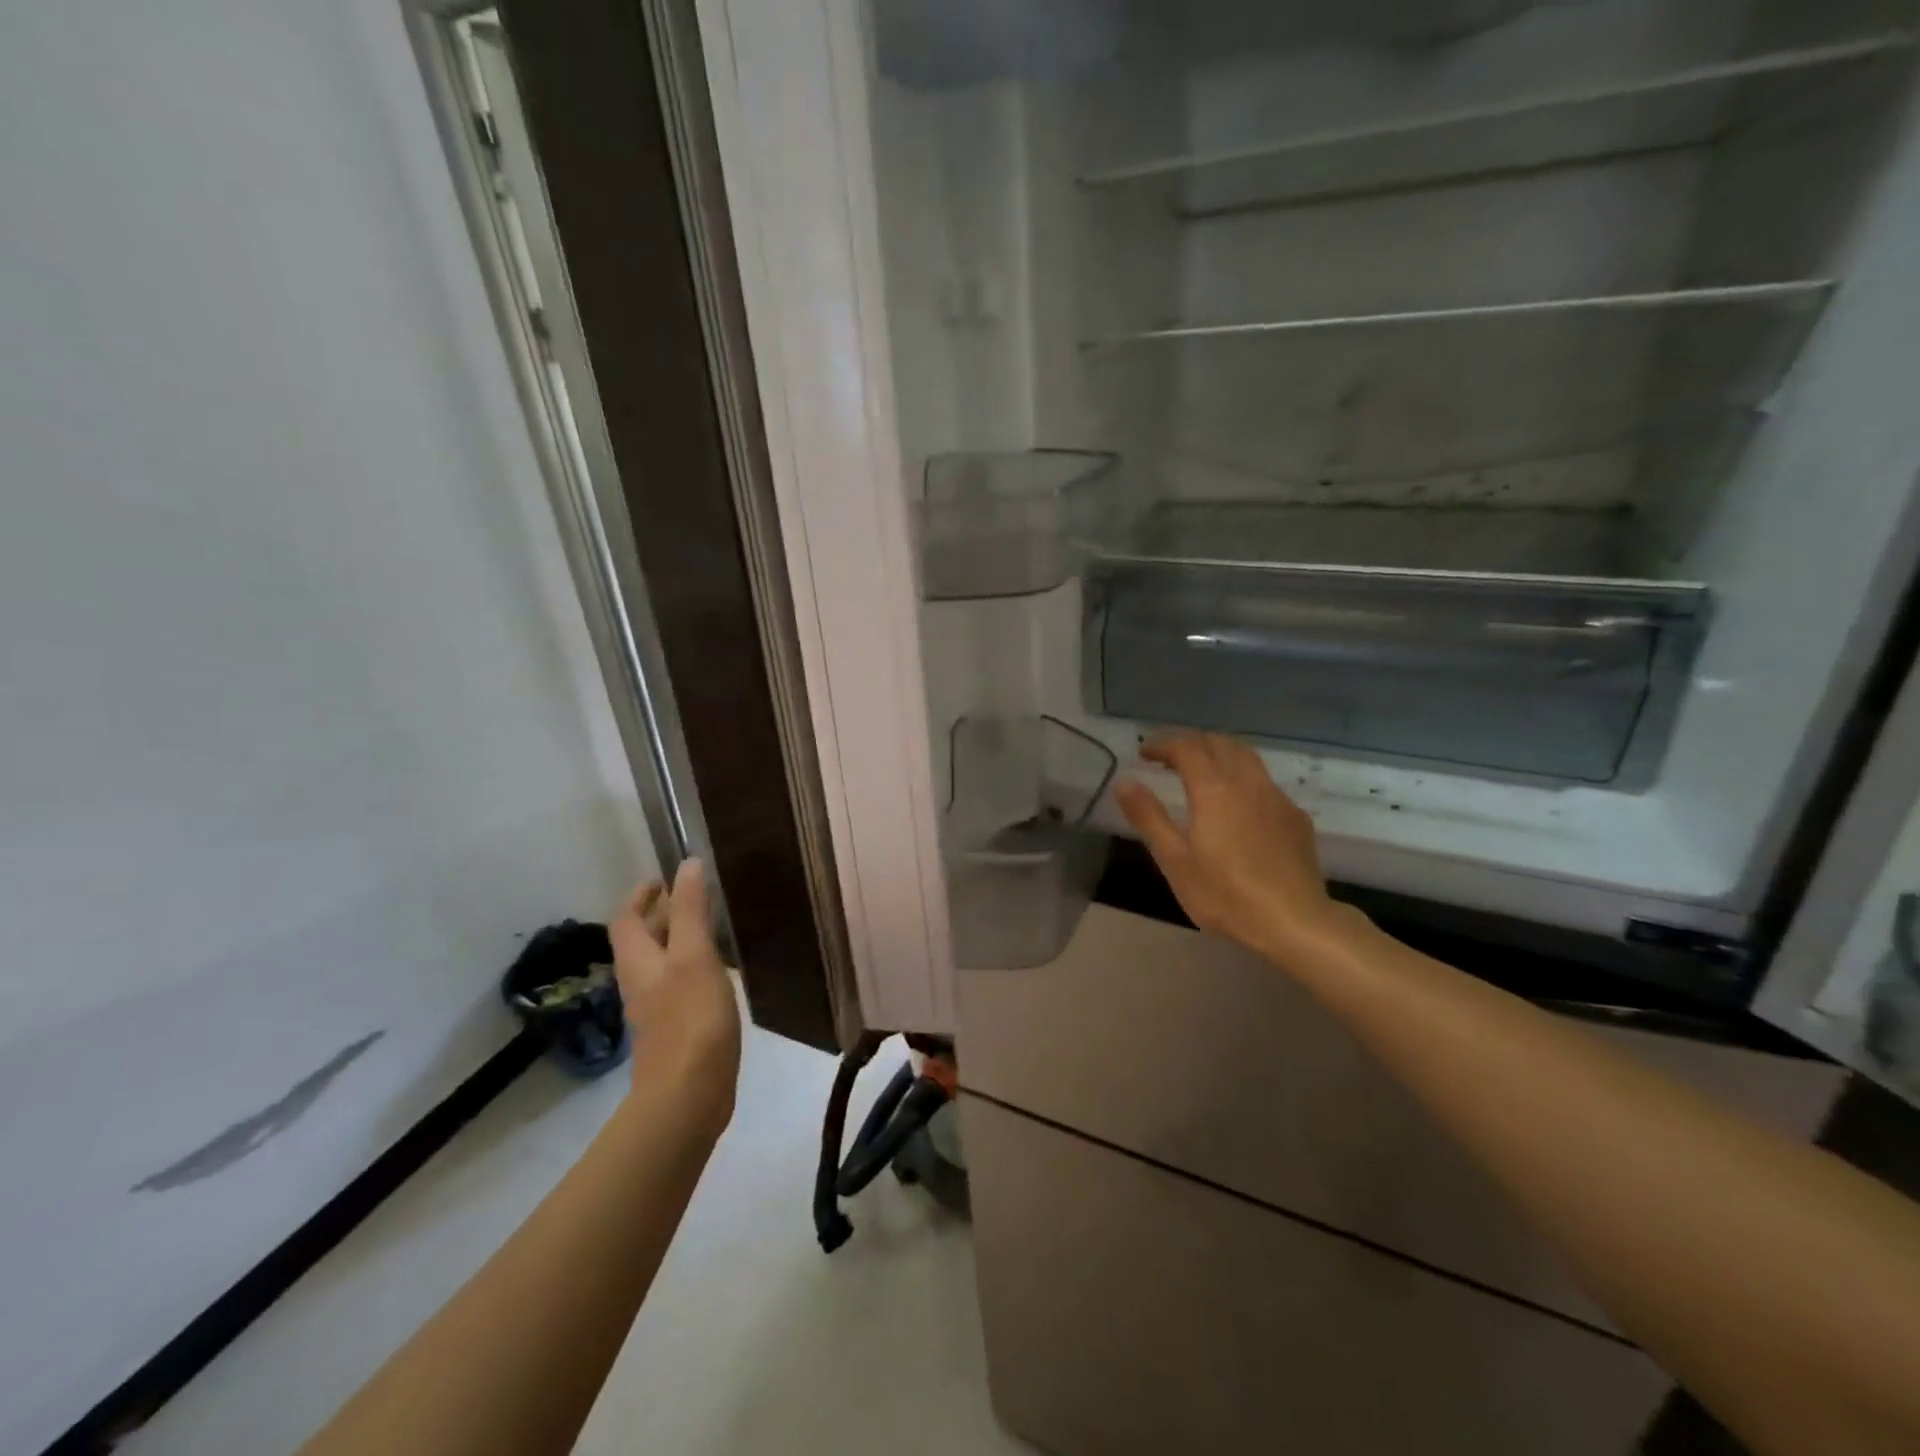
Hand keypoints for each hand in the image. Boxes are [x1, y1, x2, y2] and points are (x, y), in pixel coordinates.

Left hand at [608, 860, 740, 1124]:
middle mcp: (640, 982)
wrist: (688, 1095)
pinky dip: (692, 966)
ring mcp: (656, 1008)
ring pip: (661, 962)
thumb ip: (690, 909)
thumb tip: (687, 864)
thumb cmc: (691, 1017)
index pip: (626, 918)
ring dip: (678, 939)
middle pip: (642, 940)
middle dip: (662, 914)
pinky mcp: (676, 1029)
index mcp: (638, 961)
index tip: (665, 877)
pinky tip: (719, 970)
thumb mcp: (694, 954)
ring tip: (711, 925)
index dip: (641, 894)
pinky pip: (678, 985)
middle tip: (695, 895)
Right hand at [1114, 732, 1352, 968]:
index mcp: (1214, 789)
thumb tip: (1124, 782)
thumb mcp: (1175, 861)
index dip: (1163, 744)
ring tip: (1198, 773)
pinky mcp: (1295, 817)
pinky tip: (1235, 805)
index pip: (1187, 747)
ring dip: (1217, 754)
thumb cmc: (1226, 895)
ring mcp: (1277, 798)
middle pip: (1219, 743)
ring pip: (1245, 757)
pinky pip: (1263, 781)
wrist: (1296, 923)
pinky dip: (1240, 777)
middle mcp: (1248, 782)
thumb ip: (1149, 817)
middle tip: (1167, 759)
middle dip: (1190, 743)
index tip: (1144, 754)